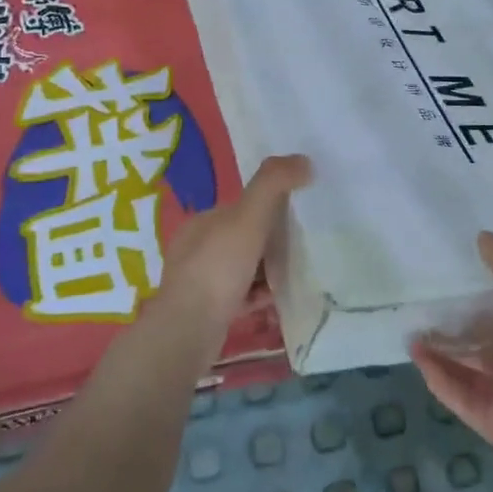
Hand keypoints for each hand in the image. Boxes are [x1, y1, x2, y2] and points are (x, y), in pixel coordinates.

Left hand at [151, 154, 310, 355]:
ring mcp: (199, 282)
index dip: (269, 208)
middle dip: (270, 241)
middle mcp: (196, 248)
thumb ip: (273, 184)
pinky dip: (259, 295)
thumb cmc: (217, 268)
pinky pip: (241, 296)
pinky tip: (277, 298)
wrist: (188, 331)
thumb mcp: (248, 217)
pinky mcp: (207, 311)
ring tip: (294, 274)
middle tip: (301, 248)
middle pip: (243, 238)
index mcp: (202, 222)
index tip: (296, 217)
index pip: (240, 207)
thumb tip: (304, 160)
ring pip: (242, 268)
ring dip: (267, 270)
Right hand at [411, 232, 492, 491]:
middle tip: (426, 306)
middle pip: (487, 341)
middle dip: (459, 326)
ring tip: (413, 332)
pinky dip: (438, 376)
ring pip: (469, 368)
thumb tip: (483, 235)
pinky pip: (459, 395)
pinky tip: (417, 357)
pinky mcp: (491, 423)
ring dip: (442, 351)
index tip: (461, 273)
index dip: (489, 294)